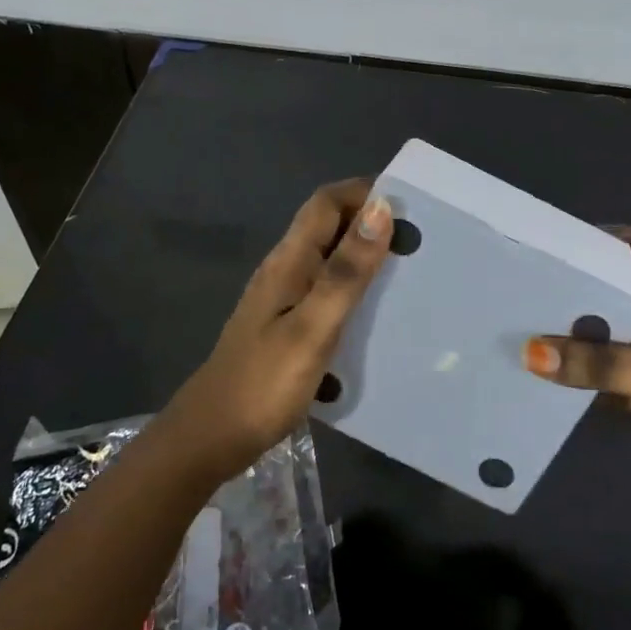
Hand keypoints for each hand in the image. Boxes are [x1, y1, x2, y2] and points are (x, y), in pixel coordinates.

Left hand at [159, 179, 393, 480]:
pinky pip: (325, 288)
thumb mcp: (313, 327)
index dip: (365, 192)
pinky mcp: (285, 324)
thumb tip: (380, 209)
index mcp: (289, 261)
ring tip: (408, 272)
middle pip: (328, 225)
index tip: (410, 205)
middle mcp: (284, 270)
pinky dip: (353, 287)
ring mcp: (282, 298)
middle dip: (371, 222)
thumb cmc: (264, 383)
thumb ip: (346, 271)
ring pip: (328, 258)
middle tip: (419, 241)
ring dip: (365, 255)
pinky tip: (375, 312)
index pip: (326, 202)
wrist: (211, 437)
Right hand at [521, 228, 630, 510]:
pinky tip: (548, 374)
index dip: (593, 241)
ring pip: (610, 330)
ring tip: (522, 329)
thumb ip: (605, 365)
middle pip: (614, 288)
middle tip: (521, 292)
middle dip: (574, 290)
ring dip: (575, 334)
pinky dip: (586, 371)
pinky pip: (611, 368)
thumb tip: (532, 353)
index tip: (545, 248)